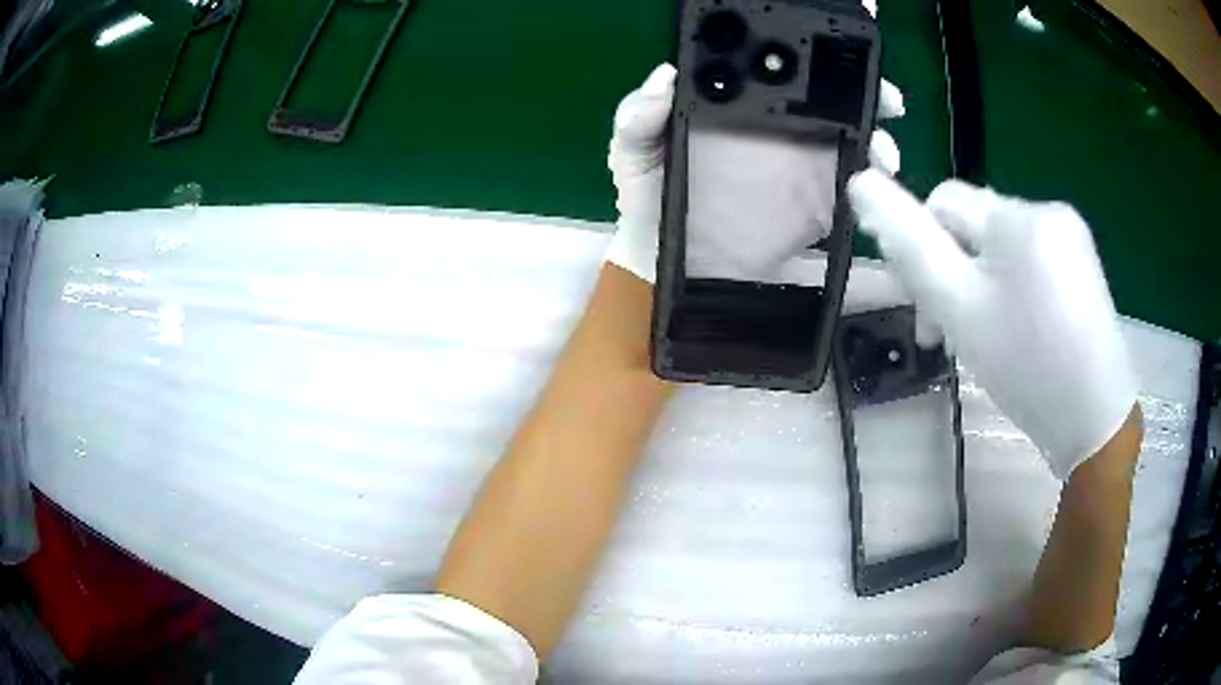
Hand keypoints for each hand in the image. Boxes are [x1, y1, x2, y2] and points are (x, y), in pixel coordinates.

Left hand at [605, 21, 905, 282]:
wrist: (669, 263)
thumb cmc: (648, 197)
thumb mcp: (632, 152)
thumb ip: (639, 117)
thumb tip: (665, 77)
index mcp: (733, 102)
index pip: (774, 64)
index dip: (805, 52)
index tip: (830, 48)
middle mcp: (775, 123)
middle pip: (829, 95)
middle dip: (863, 89)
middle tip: (883, 98)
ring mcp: (800, 161)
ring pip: (851, 136)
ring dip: (874, 137)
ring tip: (880, 152)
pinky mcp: (815, 200)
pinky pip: (851, 186)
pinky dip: (869, 183)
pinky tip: (871, 186)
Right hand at [847, 170, 1138, 478]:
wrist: (1096, 424)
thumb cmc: (1026, 369)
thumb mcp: (960, 308)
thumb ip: (909, 243)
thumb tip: (861, 182)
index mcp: (1018, 217)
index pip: (944, 201)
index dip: (924, 247)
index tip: (928, 308)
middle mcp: (1048, 210)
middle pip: (976, 224)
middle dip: (955, 271)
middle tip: (952, 332)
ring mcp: (1072, 237)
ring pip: (1002, 246)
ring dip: (982, 283)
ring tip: (987, 337)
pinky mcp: (1084, 265)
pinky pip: (1031, 261)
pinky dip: (1013, 289)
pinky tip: (1018, 330)